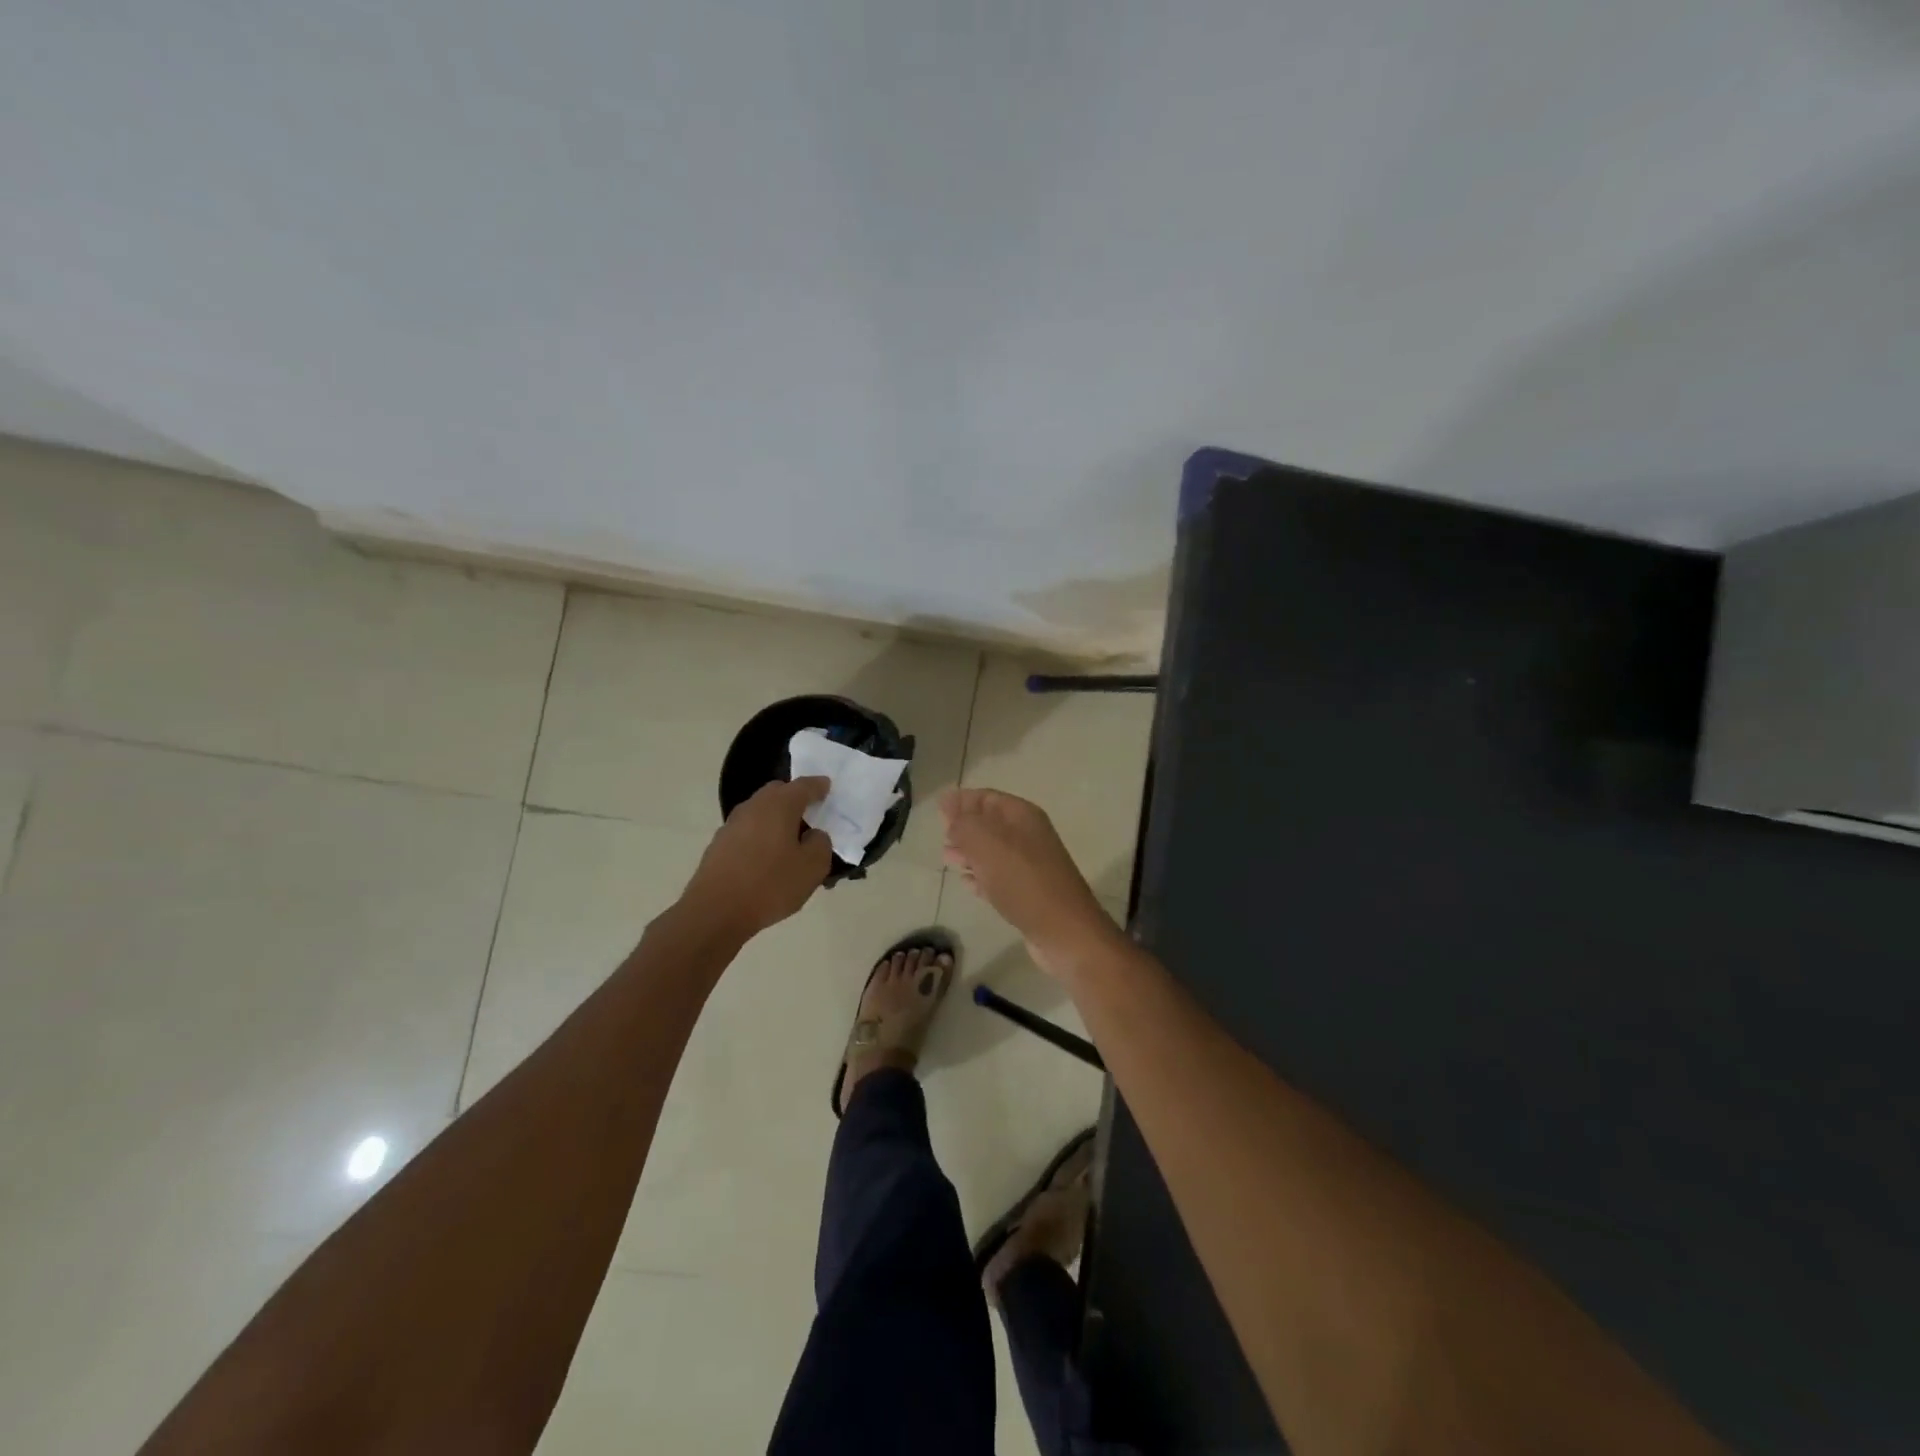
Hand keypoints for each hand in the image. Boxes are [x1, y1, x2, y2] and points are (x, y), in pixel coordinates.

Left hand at [683, 777, 834, 939]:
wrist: (714, 912)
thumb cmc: (770, 885)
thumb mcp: (812, 868)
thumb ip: (821, 844)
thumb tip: (813, 835)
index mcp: (779, 805)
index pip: (804, 786)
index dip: (818, 786)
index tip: (827, 788)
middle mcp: (753, 807)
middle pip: (778, 793)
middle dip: (795, 799)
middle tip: (810, 816)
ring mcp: (732, 825)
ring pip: (760, 812)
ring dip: (776, 820)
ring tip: (789, 843)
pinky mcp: (718, 845)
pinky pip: (748, 831)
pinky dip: (761, 836)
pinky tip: (767, 859)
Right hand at [939, 787, 1120, 978]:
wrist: (1063, 930)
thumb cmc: (1022, 879)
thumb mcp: (986, 843)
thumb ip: (963, 823)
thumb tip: (949, 807)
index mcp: (1021, 815)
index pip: (987, 797)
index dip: (962, 800)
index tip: (938, 807)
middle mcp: (1028, 835)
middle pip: (989, 823)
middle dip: (964, 827)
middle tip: (941, 835)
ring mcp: (1030, 865)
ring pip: (992, 851)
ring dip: (970, 853)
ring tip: (947, 858)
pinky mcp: (1028, 893)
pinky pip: (999, 878)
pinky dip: (981, 877)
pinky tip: (967, 883)